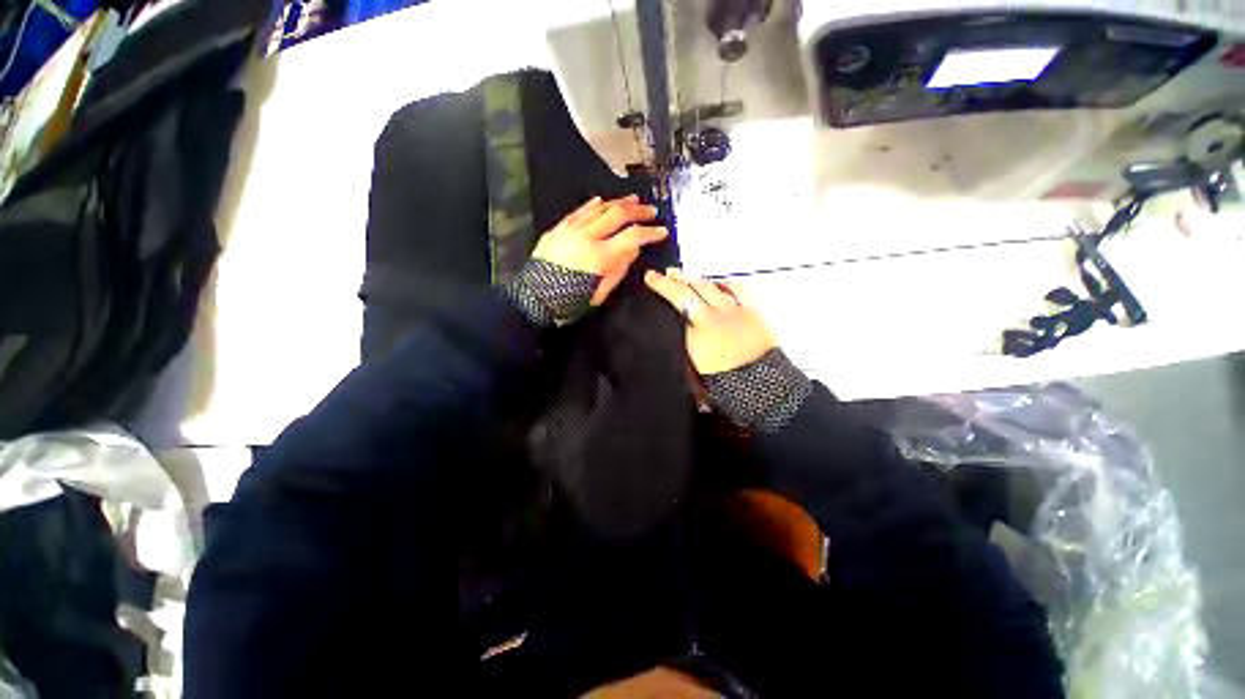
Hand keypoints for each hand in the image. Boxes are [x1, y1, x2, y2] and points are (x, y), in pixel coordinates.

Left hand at [532, 195, 667, 305]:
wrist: (533, 299)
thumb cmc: (570, 302)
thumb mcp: (600, 294)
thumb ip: (619, 270)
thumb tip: (634, 250)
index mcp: (600, 256)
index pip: (632, 237)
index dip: (650, 232)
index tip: (662, 231)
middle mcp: (587, 237)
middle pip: (617, 214)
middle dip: (638, 211)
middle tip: (651, 210)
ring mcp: (571, 229)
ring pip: (599, 208)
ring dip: (618, 202)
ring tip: (632, 200)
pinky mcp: (558, 228)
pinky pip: (579, 211)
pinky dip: (593, 204)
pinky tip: (602, 200)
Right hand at [644, 268, 777, 374]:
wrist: (760, 386)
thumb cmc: (722, 381)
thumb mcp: (692, 366)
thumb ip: (684, 341)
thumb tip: (679, 324)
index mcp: (699, 328)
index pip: (678, 299)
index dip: (662, 286)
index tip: (650, 277)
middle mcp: (716, 313)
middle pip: (693, 289)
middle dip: (677, 278)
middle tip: (666, 272)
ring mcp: (735, 310)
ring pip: (712, 286)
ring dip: (696, 279)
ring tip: (686, 275)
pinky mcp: (752, 312)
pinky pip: (737, 290)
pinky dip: (724, 284)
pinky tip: (718, 283)